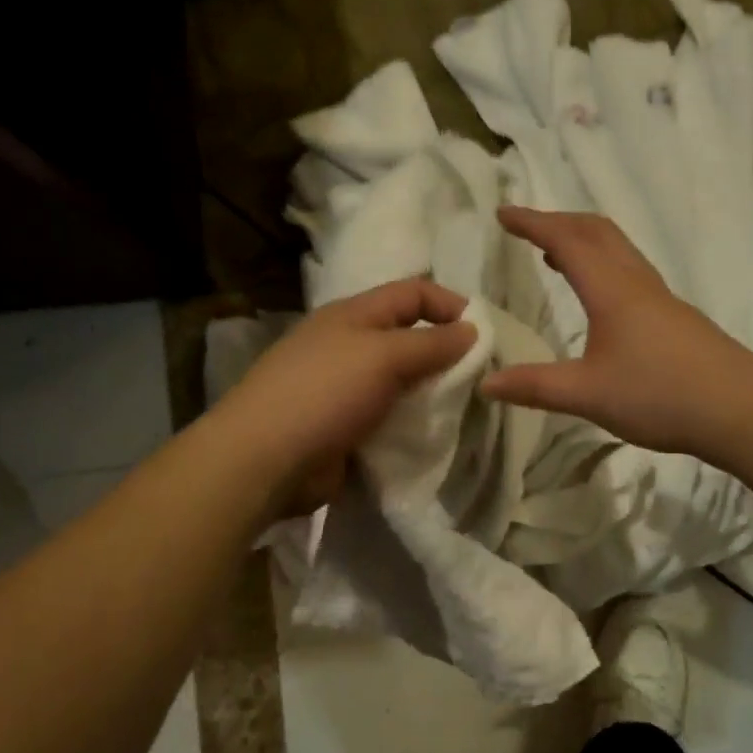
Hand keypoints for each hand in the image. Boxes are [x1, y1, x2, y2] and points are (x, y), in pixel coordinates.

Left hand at [215, 278, 476, 515]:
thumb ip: (431, 343)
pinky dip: (411, 423)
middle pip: (407, 338)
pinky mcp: (345, 427)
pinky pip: (389, 417)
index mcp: (353, 315)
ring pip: (400, 382)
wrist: (268, 459)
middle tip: (480, 376)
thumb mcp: (383, 356)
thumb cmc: (325, 393)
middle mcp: (348, 346)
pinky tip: (433, 435)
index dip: (449, 304)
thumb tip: (472, 330)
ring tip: (463, 408)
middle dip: (444, 353)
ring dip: (430, 392)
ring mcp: (344, 389)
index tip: (484, 332)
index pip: (411, 293)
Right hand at [480, 206, 752, 454]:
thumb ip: (535, 387)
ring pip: (619, 250)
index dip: (533, 223)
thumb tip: (485, 383)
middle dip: (559, 222)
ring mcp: (661, 298)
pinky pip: (632, 272)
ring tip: (556, 255)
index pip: (566, 241)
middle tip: (528, 227)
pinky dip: (604, 265)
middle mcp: (637, 283)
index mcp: (611, 290)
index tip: (503, 212)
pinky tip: (602, 298)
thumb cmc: (659, 395)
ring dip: (584, 241)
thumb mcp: (587, 394)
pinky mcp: (676, 318)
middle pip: (597, 232)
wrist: (739, 409)